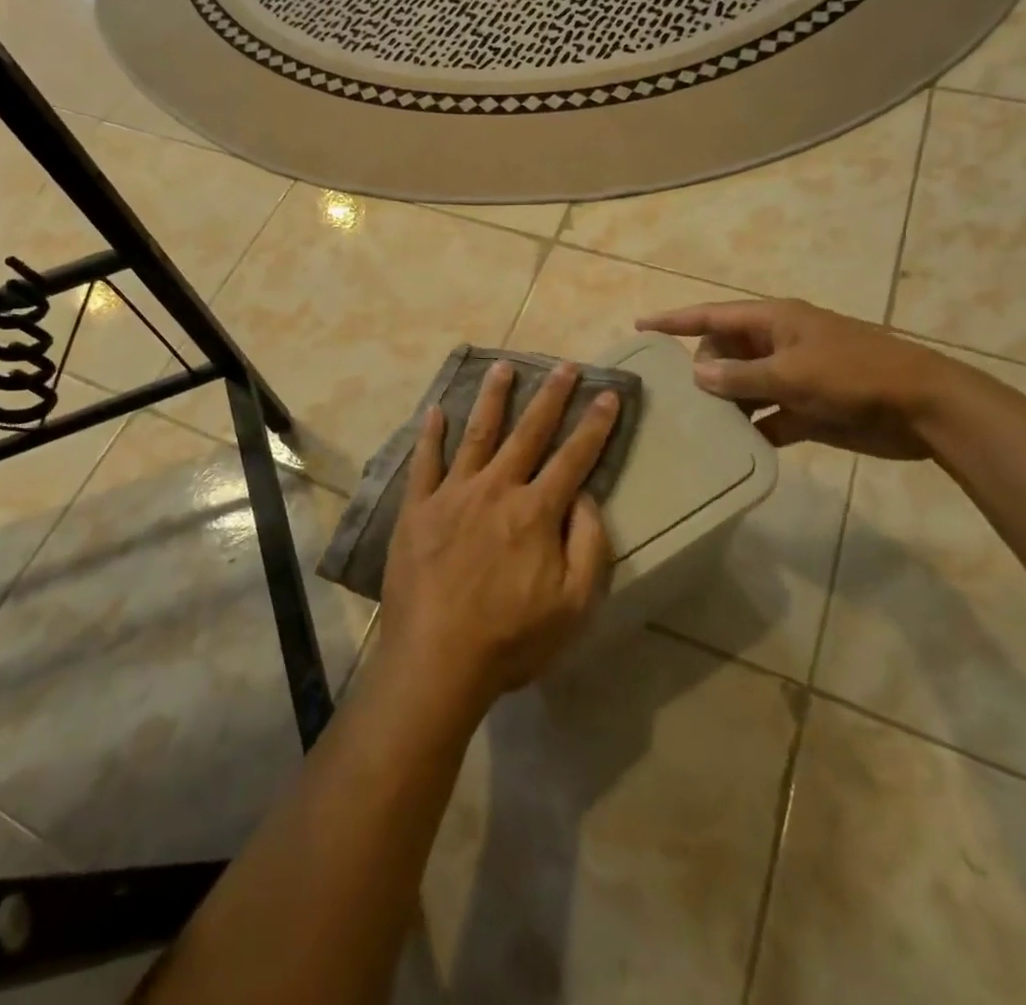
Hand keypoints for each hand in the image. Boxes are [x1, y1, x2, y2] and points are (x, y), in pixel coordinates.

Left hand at [378, 361, 617, 710]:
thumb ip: (588, 544)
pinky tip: (435, 411)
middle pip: (528, 433)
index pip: (574, 457)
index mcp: (536, 511)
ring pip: (477, 434)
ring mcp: (452, 494)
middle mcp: (496, 489)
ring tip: (503, 366)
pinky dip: (430, 435)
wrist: (436, 660)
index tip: (608, 394)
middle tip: (565, 366)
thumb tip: (583, 495)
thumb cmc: (512, 639)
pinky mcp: (417, 508)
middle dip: (551, 397)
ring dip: (493, 398)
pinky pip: (425, 462)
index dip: (595, 425)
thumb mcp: (575, 605)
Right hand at [636, 299, 949, 460]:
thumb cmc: (855, 376)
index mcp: (774, 321)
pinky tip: (733, 448)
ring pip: (743, 387)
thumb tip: (697, 375)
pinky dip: (752, 430)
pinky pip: (767, 417)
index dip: (675, 320)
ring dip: (726, 405)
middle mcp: (778, 344)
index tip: (640, 325)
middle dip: (703, 371)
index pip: (713, 315)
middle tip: (685, 399)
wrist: (924, 408)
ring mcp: (793, 377)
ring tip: (696, 426)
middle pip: (725, 352)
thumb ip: (742, 376)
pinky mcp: (807, 409)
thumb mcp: (793, 373)